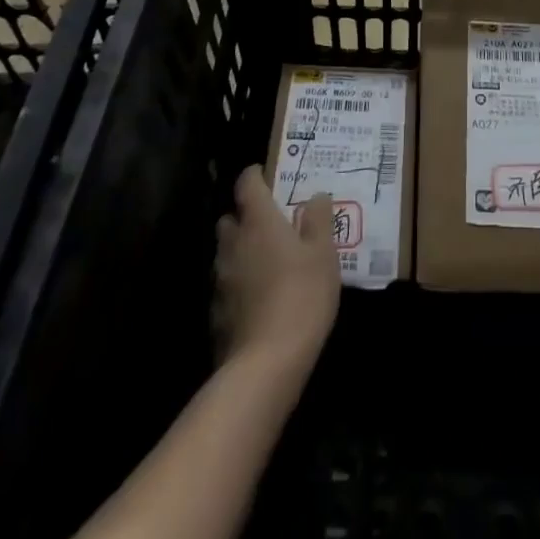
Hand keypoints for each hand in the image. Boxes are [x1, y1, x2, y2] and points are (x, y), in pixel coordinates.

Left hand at [214, 166, 340, 365]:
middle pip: (230, 218)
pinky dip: (238, 285)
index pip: (247, 183)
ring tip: (266, 263)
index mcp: (258, 221)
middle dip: (245, 216)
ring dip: (240, 251)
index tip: (267, 175)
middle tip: (269, 224)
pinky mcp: (216, 313)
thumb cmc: (302, 295)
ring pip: (226, 253)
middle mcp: (233, 243)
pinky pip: (226, 286)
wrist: (266, 363)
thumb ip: (319, 220)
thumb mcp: (323, 254)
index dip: (255, 175)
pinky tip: (257, 299)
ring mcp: (220, 279)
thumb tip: (316, 195)